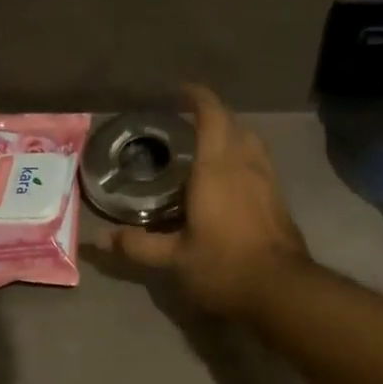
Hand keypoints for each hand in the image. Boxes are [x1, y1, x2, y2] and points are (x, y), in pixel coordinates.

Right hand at [107, 85, 308, 315]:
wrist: (282, 290)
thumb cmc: (224, 267)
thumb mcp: (175, 260)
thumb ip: (139, 245)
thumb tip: (100, 239)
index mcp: (217, 167)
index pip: (211, 113)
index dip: (196, 97)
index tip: (178, 93)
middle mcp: (246, 164)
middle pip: (233, 123)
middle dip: (211, 116)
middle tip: (185, 128)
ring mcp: (269, 180)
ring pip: (251, 142)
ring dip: (231, 137)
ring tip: (207, 152)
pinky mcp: (280, 199)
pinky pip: (260, 164)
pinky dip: (243, 160)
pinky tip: (230, 183)